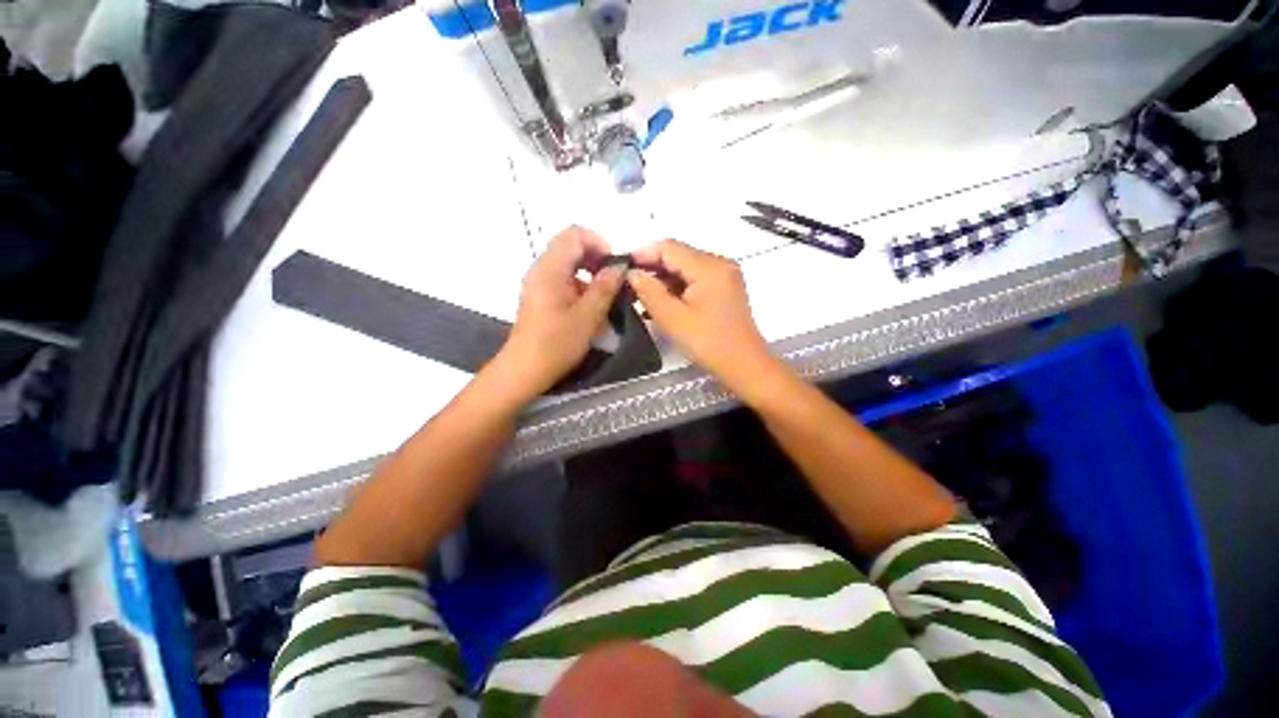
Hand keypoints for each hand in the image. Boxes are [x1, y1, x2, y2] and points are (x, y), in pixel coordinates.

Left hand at [494, 226, 625, 397]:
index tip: (614, 267)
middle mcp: (541, 269)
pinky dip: (579, 286)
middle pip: (571, 247)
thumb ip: (605, 287)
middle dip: (596, 259)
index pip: (575, 234)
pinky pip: (562, 279)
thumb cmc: (556, 343)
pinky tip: (589, 309)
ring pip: (568, 264)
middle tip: (613, 281)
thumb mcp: (588, 316)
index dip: (599, 244)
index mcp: (551, 269)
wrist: (525, 370)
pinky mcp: (539, 296)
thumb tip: (619, 266)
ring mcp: (538, 283)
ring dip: (589, 274)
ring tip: (604, 298)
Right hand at [628, 240, 779, 391]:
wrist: (744, 365)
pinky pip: (696, 278)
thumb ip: (650, 292)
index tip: (622, 268)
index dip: (643, 254)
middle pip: (679, 254)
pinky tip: (662, 301)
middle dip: (652, 267)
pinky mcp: (725, 287)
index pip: (669, 247)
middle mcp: (719, 263)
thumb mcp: (673, 319)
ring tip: (641, 295)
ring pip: (686, 267)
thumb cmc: (708, 343)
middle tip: (629, 285)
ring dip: (664, 278)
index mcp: (709, 267)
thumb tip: (632, 273)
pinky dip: (678, 287)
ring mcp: (724, 275)